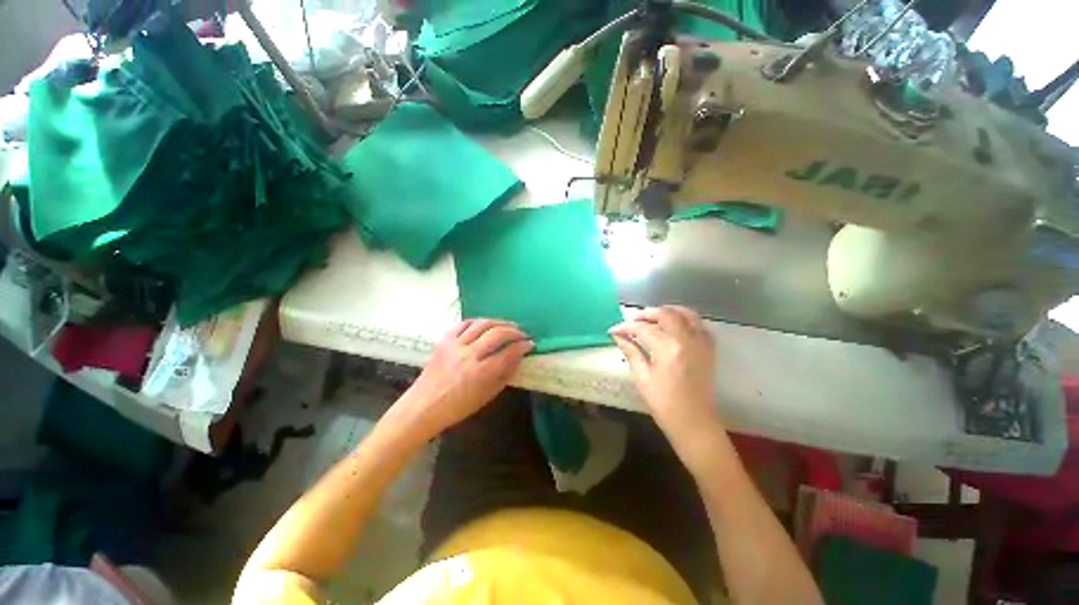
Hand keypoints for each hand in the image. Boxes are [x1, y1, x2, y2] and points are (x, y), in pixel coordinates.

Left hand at [394, 319, 532, 438]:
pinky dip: (477, 321)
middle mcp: (468, 355)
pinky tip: (485, 325)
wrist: (423, 406)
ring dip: (499, 322)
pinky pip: (463, 323)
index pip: (508, 352)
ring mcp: (454, 345)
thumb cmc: (458, 407)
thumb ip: (505, 375)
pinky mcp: (444, 340)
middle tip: (522, 334)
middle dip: (514, 331)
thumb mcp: (486, 396)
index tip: (530, 344)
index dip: (522, 346)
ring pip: (482, 324)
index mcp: (480, 373)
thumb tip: (519, 358)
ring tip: (508, 326)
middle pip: (497, 333)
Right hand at [609, 306, 721, 440]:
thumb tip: (618, 336)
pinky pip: (698, 323)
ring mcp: (701, 342)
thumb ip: (631, 351)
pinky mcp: (709, 348)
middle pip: (665, 314)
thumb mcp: (642, 377)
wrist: (694, 421)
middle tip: (631, 321)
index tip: (613, 330)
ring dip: (666, 310)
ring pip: (685, 313)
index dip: (626, 327)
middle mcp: (687, 340)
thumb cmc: (664, 403)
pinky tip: (673, 324)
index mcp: (668, 349)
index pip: (643, 329)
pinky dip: (684, 318)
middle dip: (645, 314)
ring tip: (651, 317)